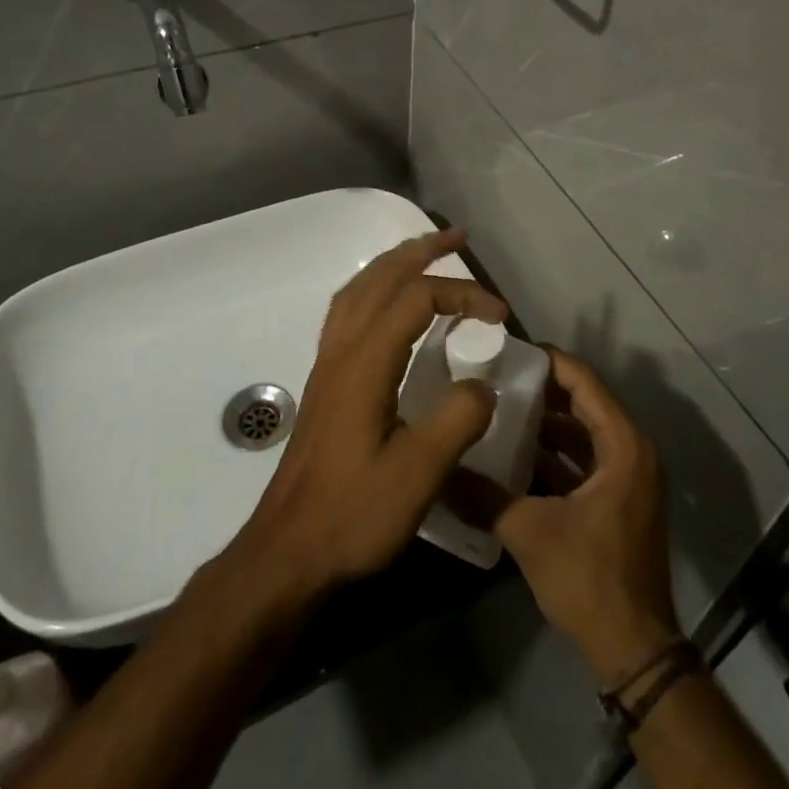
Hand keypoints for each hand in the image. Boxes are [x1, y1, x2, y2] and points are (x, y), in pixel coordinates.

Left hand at [229, 228, 506, 603]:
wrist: (288, 551)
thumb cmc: (352, 515)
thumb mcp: (417, 475)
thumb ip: (457, 421)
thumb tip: (483, 385)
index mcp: (365, 361)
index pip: (417, 299)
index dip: (462, 294)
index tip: (500, 315)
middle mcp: (342, 349)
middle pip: (380, 277)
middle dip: (421, 250)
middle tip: (458, 237)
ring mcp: (327, 362)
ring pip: (358, 289)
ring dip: (393, 263)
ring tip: (425, 254)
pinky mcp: (325, 380)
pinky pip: (347, 310)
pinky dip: (373, 287)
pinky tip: (387, 305)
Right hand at [453, 349, 681, 684]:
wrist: (633, 648)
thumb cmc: (589, 577)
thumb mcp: (530, 532)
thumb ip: (484, 498)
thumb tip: (439, 473)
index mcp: (623, 445)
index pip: (584, 382)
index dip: (548, 362)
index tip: (508, 350)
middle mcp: (632, 451)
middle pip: (584, 403)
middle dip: (542, 391)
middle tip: (496, 377)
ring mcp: (628, 478)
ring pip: (584, 433)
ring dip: (547, 424)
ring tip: (499, 410)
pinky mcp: (618, 501)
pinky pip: (586, 460)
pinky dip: (555, 455)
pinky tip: (515, 456)